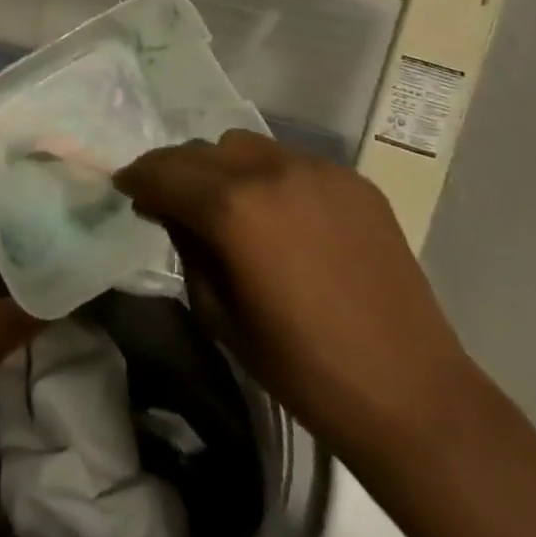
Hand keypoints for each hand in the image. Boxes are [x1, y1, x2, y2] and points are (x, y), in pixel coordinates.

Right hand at [114, 130, 478, 458]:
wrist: (408, 391)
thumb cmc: (301, 367)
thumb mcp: (220, 314)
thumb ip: (188, 248)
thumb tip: (172, 212)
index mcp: (233, 207)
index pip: (164, 172)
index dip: (138, 178)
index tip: (127, 188)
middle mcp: (271, 170)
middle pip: (202, 150)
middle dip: (177, 171)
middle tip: (171, 200)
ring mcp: (317, 168)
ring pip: (246, 146)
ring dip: (223, 167)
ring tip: (228, 203)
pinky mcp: (352, 178)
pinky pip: (291, 161)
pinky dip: (270, 178)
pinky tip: (282, 216)